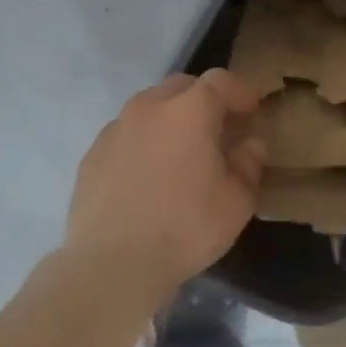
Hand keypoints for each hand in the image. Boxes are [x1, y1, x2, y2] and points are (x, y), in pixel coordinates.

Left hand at [66, 70, 266, 298]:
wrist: (111, 265)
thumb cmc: (185, 228)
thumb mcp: (237, 202)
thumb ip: (248, 165)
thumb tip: (249, 145)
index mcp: (190, 111)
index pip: (221, 81)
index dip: (240, 91)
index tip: (253, 108)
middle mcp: (149, 108)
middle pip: (181, 86)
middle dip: (203, 99)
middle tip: (218, 129)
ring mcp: (115, 129)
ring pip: (149, 108)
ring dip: (170, 119)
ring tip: (180, 152)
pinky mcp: (92, 155)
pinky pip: (125, 135)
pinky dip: (143, 143)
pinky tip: (148, 175)